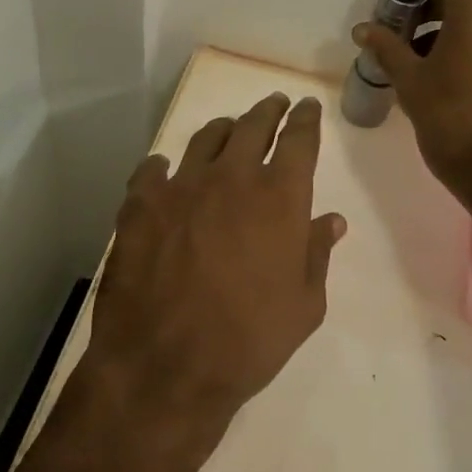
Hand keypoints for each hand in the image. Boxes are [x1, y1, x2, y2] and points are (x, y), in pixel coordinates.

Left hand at [84, 93, 345, 438]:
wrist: (166, 367)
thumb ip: (317, 254)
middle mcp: (231, 178)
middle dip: (268, 111)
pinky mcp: (140, 205)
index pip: (299, 140)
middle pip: (253, 126)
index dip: (306, 119)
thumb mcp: (304, 305)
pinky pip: (152, 169)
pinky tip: (165, 170)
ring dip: (223, 129)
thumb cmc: (249, 341)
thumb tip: (331, 220)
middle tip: (274, 105)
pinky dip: (164, 165)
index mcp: (279, 197)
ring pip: (206, 138)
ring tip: (229, 129)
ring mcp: (181, 187)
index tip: (307, 108)